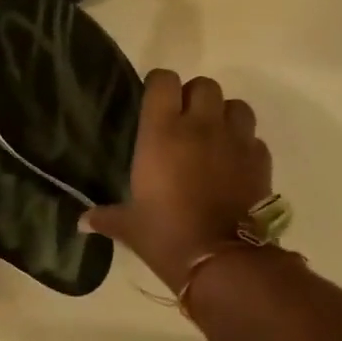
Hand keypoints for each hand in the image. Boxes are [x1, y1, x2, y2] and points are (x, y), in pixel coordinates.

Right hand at [83, 70, 272, 292]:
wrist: (220, 259)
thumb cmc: (165, 235)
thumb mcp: (129, 226)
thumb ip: (105, 217)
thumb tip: (81, 222)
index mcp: (162, 132)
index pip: (164, 81)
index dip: (159, 86)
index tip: (153, 103)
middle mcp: (201, 126)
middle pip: (204, 85)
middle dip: (194, 97)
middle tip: (184, 121)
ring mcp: (235, 140)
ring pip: (236, 105)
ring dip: (224, 115)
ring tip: (213, 137)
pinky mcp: (260, 160)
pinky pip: (253, 138)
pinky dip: (244, 144)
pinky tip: (233, 164)